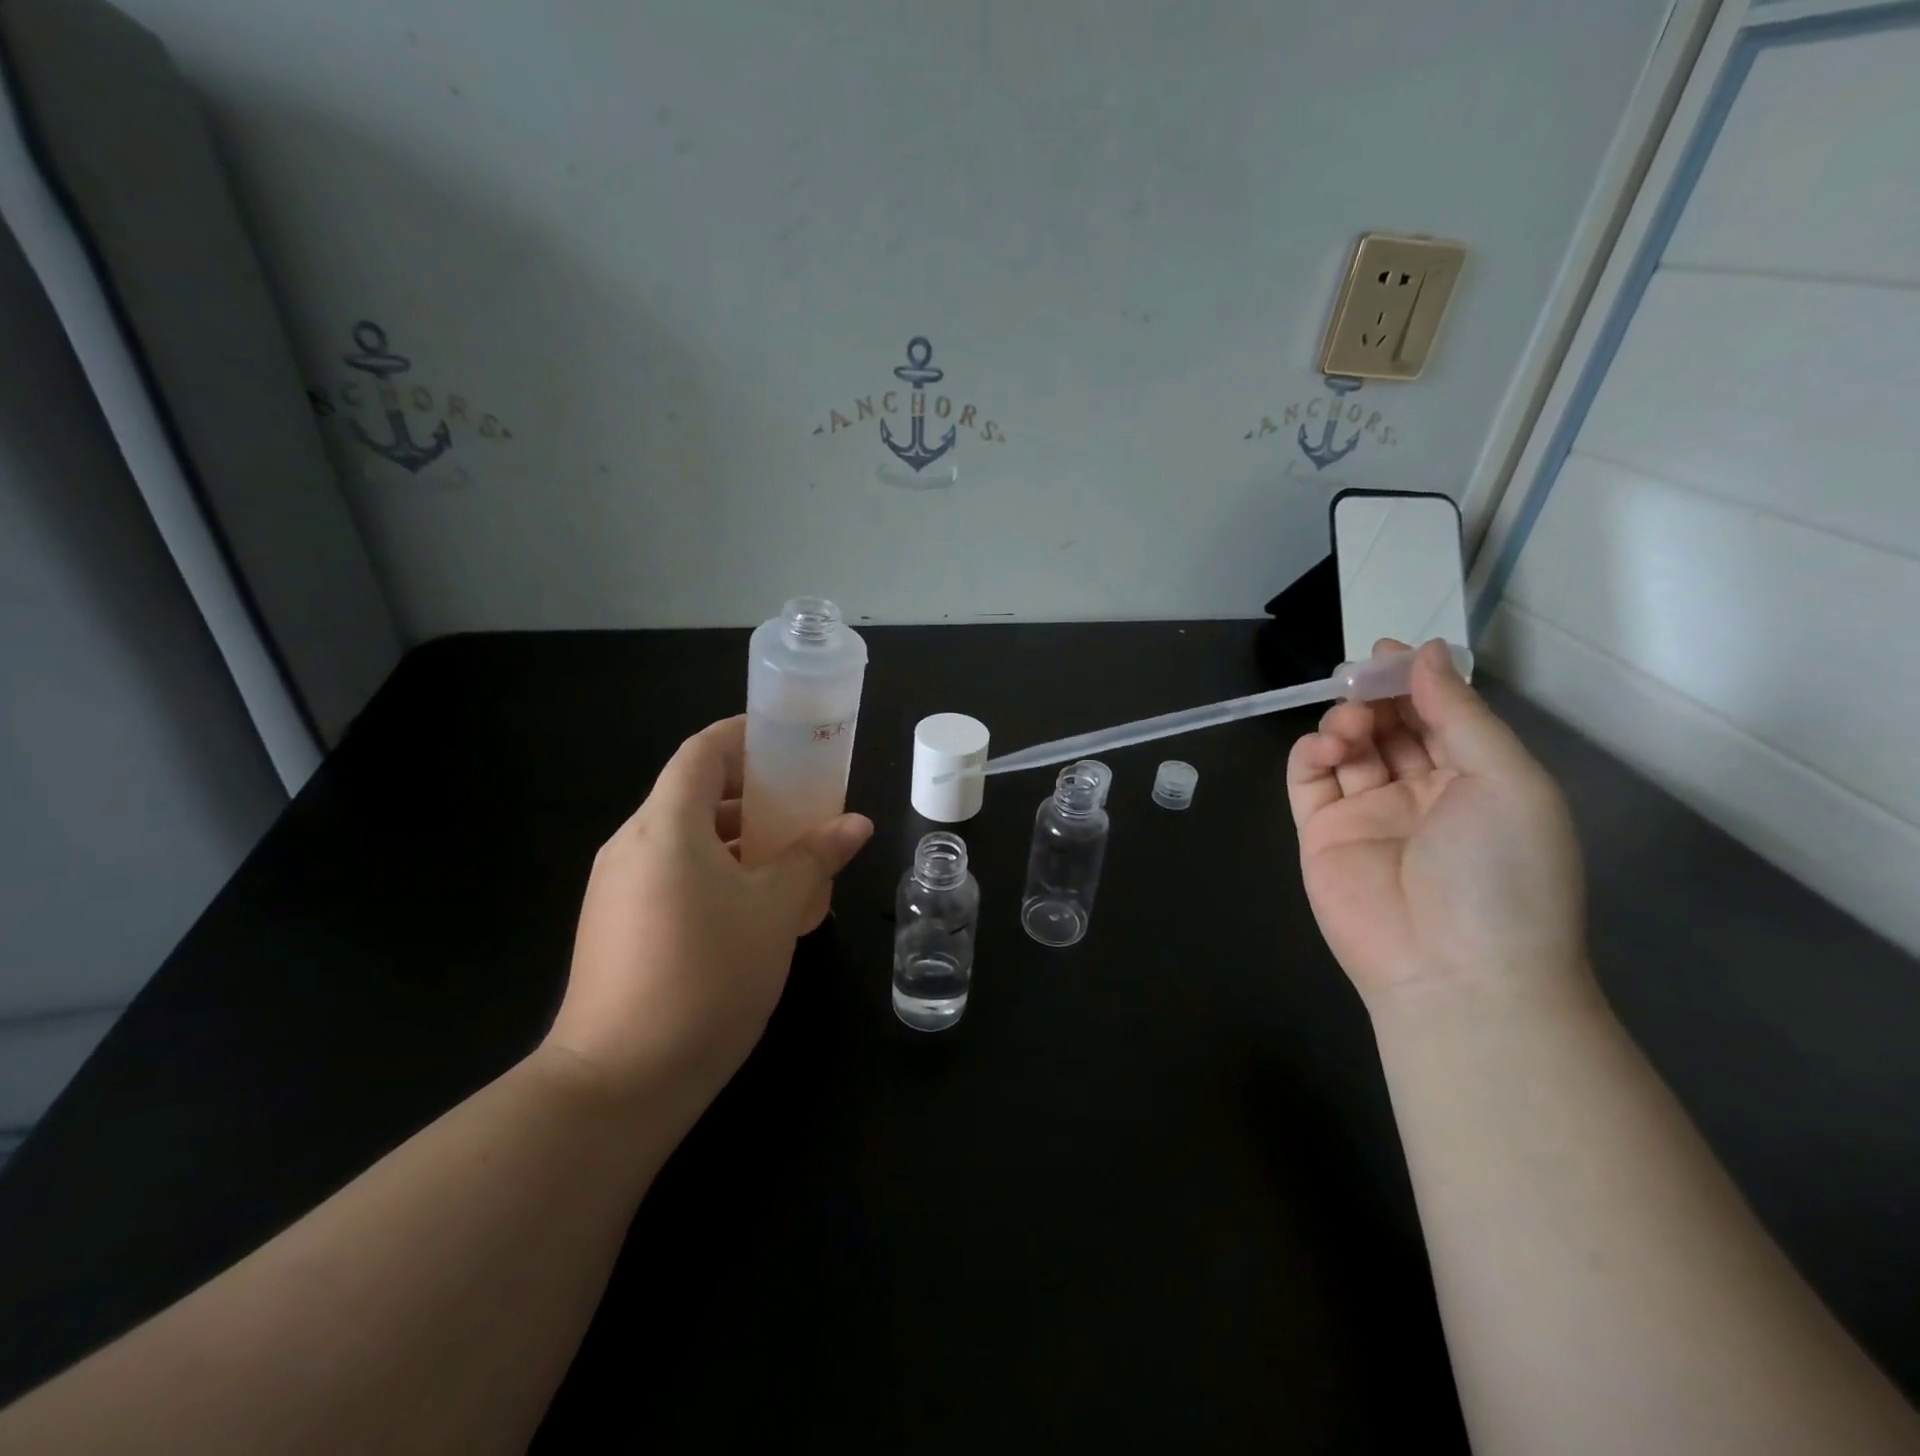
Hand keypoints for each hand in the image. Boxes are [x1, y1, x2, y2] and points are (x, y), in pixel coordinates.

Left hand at [544, 716, 872, 1110]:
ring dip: (736, 836)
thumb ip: (816, 857)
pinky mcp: (615, 926)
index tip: (789, 741)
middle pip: (693, 793)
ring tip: (788, 856)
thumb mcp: (775, 910)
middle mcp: (631, 845)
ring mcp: (616, 888)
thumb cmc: (706, 976)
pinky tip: (752, 906)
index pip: (702, 752)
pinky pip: (671, 874)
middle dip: (750, 791)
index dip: (745, 736)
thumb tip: (855, 823)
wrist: (619, 1082)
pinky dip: (714, 870)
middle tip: (803, 803)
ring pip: (683, 839)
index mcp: (664, 826)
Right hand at [1286, 640, 1587, 1008]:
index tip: (1388, 652)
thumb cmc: (1500, 872)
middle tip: (1359, 678)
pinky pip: (1308, 781)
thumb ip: (1459, 715)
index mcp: (1476, 780)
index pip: (1439, 716)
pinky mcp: (1320, 833)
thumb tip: (1424, 655)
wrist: (1453, 970)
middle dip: (1375, 696)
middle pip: (1390, 725)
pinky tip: (1325, 747)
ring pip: (1347, 747)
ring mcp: (1366, 813)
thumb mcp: (1507, 782)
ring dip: (1345, 722)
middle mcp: (1420, 792)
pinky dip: (1310, 754)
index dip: (1416, 681)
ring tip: (1350, 725)